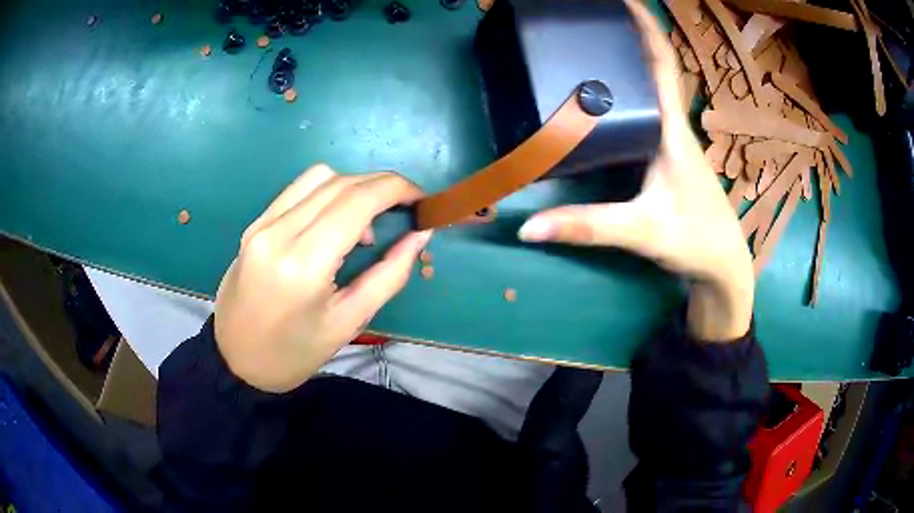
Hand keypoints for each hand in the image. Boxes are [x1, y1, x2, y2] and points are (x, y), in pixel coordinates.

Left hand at [214, 165, 431, 392]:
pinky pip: (297, 190)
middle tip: (403, 209)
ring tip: (367, 221)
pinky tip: (335, 220)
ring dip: (353, 186)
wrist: (237, 361)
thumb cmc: (295, 353)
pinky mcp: (254, 224)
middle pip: (340, 182)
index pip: (357, 201)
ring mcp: (262, 224)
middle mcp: (279, 232)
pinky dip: (327, 193)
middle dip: (381, 185)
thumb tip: (420, 234)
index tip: (420, 199)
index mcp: (304, 263)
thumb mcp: (349, 322)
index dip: (396, 189)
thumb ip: (389, 274)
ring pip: (318, 177)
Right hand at [517, 0, 752, 341]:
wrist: (723, 266)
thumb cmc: (695, 240)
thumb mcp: (641, 231)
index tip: (623, 1)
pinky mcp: (667, 156)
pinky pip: (647, 111)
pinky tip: (606, 96)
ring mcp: (672, 140)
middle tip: (589, 21)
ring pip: (650, 89)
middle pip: (652, 67)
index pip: (662, 64)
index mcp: (672, 129)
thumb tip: (527, 227)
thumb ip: (587, 228)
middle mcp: (673, 125)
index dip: (645, 27)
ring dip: (628, 62)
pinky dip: (628, 93)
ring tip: (591, 45)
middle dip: (627, 36)